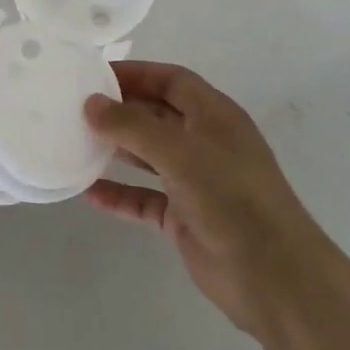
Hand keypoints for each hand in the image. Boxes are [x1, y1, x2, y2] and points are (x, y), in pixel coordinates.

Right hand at [83, 62, 313, 335]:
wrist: (274, 277)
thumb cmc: (231, 197)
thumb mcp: (179, 152)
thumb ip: (131, 126)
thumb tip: (91, 104)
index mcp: (214, 115)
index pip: (171, 80)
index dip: (136, 73)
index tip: (95, 75)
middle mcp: (205, 142)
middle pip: (157, 114)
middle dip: (120, 110)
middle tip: (76, 108)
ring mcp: (195, 181)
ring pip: (149, 155)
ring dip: (116, 149)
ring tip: (75, 141)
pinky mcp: (185, 217)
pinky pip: (145, 197)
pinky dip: (120, 194)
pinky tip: (89, 192)